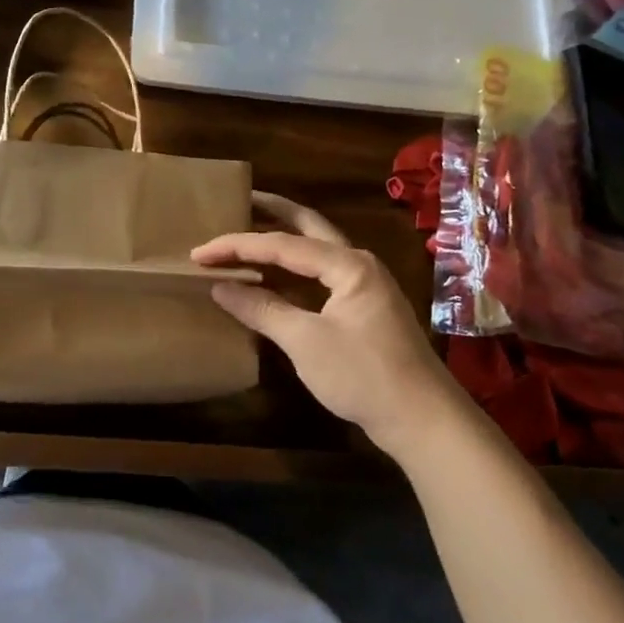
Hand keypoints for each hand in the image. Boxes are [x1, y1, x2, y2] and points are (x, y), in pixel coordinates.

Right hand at [193, 195, 463, 455]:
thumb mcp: (305, 342)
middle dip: (272, 211)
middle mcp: (358, 264)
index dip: (237, 246)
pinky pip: (319, 275)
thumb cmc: (364, 376)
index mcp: (348, 264)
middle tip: (238, 200)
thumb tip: (220, 287)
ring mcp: (364, 285)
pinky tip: (270, 276)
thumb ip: (261, 309)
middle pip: (307, 226)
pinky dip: (292, 270)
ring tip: (248, 231)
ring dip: (282, 240)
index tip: (199, 253)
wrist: (424, 422)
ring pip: (314, 250)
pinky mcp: (363, 308)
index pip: (282, 244)